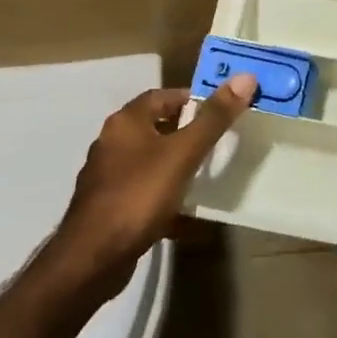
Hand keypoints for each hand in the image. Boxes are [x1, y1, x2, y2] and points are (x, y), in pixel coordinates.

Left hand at [51, 75, 255, 299]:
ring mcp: (108, 178)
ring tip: (206, 173)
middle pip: (155, 126)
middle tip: (217, 139)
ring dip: (175, 164)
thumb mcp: (182, 153)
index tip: (219, 110)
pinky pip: (144, 193)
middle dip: (186, 131)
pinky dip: (165, 197)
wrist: (91, 260)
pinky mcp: (109, 208)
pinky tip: (187, 214)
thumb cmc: (138, 195)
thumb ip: (213, 118)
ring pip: (150, 161)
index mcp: (126, 122)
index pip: (162, 95)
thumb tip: (245, 77)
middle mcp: (112, 143)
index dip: (191, 99)